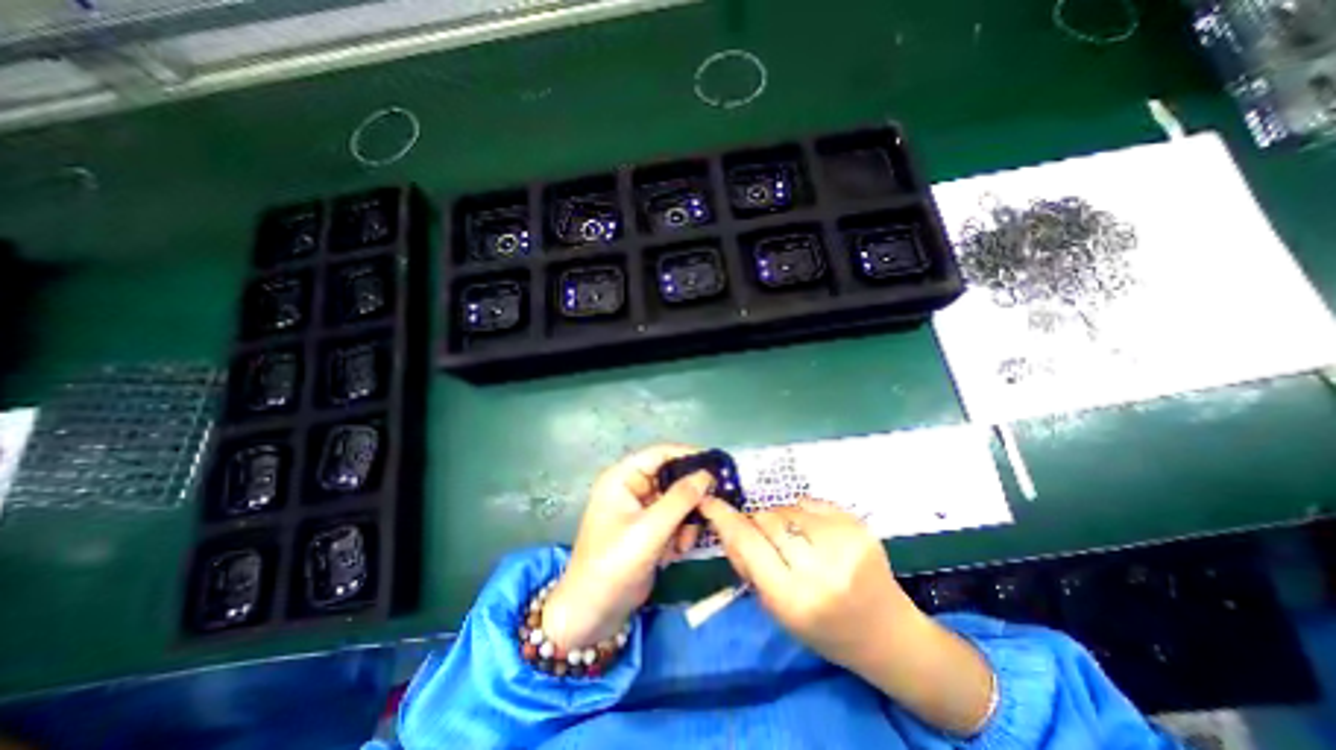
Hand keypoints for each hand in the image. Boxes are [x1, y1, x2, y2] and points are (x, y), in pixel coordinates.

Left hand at [539, 446, 714, 649]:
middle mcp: (631, 487)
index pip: (660, 453)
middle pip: (671, 478)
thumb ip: (680, 499)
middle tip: (708, 511)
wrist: (593, 614)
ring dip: (685, 521)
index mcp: (622, 478)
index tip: (717, 465)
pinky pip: (673, 520)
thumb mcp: (649, 530)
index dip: (688, 455)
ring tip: (682, 544)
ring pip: (677, 501)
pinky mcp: (648, 528)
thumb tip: (707, 475)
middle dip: (689, 498)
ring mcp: (640, 509)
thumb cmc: (614, 565)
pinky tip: (674, 554)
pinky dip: (679, 534)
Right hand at [700, 498, 908, 666]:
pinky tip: (814, 532)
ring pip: (787, 508)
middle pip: (767, 519)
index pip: (747, 543)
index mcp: (793, 598)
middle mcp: (819, 569)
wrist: (886, 632)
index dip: (725, 518)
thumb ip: (748, 566)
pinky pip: (811, 502)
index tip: (708, 501)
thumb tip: (727, 527)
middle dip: (758, 523)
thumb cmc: (824, 629)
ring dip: (781, 518)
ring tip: (795, 539)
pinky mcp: (858, 526)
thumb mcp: (776, 609)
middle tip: (766, 538)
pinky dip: (803, 512)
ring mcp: (843, 543)